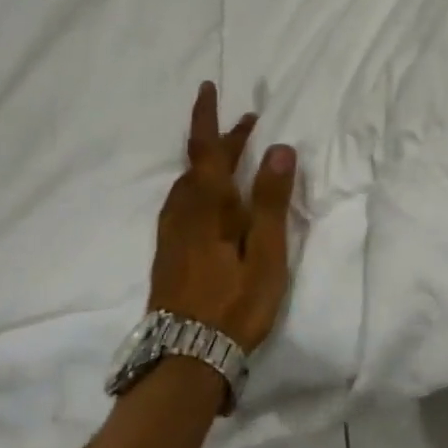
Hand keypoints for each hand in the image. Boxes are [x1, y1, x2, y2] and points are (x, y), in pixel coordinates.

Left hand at [150, 82, 297, 351]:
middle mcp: (184, 214)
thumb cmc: (234, 305)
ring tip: (234, 156)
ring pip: (189, 185)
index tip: (209, 88)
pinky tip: (211, 201)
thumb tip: (278, 148)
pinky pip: (183, 204)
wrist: (184, 359)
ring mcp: (172, 236)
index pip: (207, 150)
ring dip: (210, 163)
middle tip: (247, 123)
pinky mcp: (169, 255)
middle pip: (198, 165)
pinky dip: (200, 187)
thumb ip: (270, 201)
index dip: (208, 118)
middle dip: (220, 139)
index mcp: (209, 207)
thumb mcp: (266, 254)